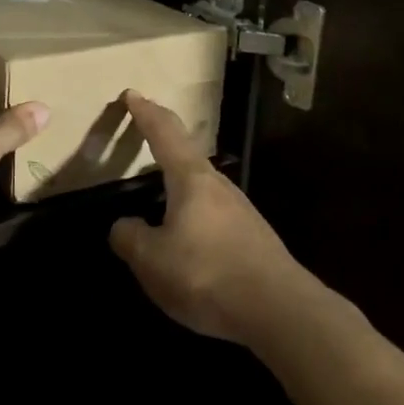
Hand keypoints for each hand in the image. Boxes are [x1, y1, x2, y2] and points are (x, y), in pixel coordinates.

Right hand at [108, 90, 312, 345]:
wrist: (279, 310)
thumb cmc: (207, 274)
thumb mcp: (152, 261)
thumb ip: (130, 238)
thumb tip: (124, 226)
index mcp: (191, 179)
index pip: (164, 134)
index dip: (145, 113)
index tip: (132, 94)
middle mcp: (218, 186)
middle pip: (186, 154)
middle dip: (163, 142)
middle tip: (144, 134)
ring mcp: (240, 211)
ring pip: (200, 186)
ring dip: (178, 182)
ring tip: (158, 194)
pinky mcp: (251, 237)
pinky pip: (211, 214)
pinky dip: (191, 212)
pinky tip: (186, 238)